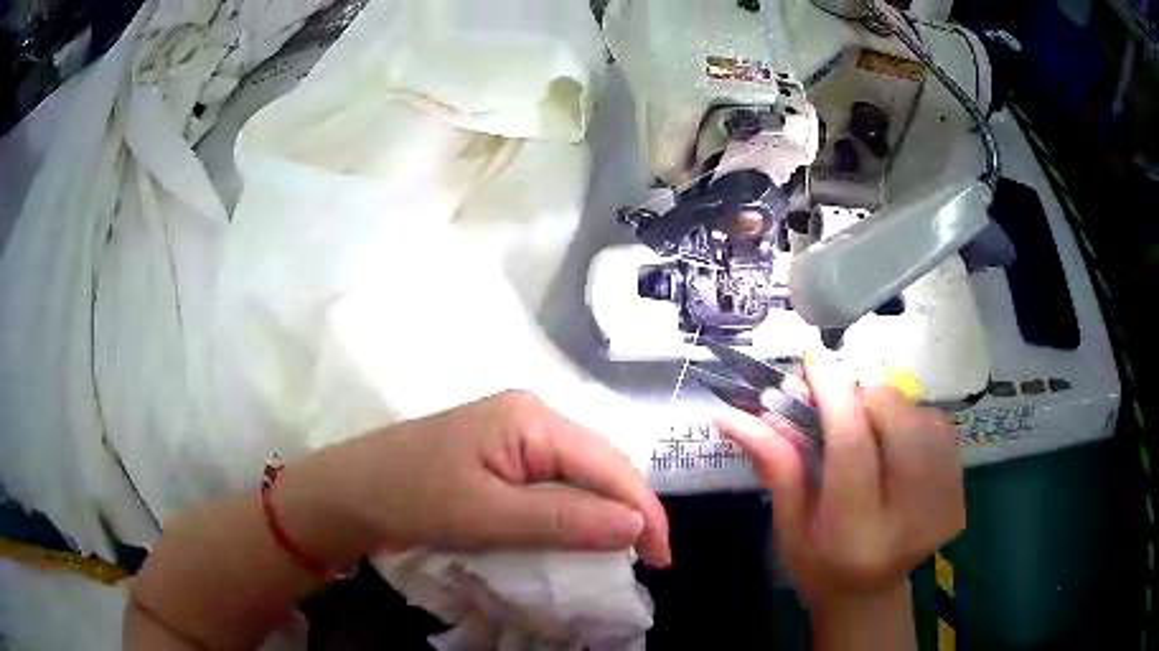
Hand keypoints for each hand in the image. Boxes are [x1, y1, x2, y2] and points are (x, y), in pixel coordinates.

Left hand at [280, 391, 671, 567]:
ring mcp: (514, 433)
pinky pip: (554, 480)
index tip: (663, 559)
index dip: (644, 512)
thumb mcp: (489, 516)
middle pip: (600, 463)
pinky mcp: (501, 454)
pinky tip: (581, 531)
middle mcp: (531, 416)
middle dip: (629, 510)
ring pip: (580, 473)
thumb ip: (565, 519)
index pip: (609, 464)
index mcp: (532, 418)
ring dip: (604, 511)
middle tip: (645, 558)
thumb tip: (637, 525)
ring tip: (622, 550)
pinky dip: (574, 509)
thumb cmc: (412, 497)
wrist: (350, 491)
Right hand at [715, 361, 963, 605]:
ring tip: (868, 426)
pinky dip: (914, 420)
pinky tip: (896, 440)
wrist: (870, 595)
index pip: (852, 446)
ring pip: (923, 419)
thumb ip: (774, 466)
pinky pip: (941, 430)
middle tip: (841, 403)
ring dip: (891, 408)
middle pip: (898, 422)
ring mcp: (942, 507)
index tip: (814, 366)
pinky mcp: (958, 495)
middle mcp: (908, 520)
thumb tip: (733, 414)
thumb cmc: (819, 567)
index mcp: (856, 535)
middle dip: (866, 397)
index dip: (834, 395)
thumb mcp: (789, 526)